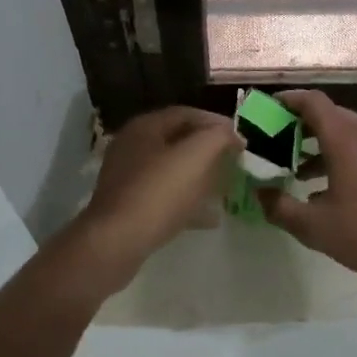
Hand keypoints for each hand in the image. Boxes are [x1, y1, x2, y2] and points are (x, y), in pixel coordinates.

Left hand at [77, 106, 241, 279]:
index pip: (187, 114)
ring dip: (200, 176)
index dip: (216, 123)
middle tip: (234, 161)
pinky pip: (165, 197)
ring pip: (172, 170)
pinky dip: (188, 202)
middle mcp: (132, 147)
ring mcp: (128, 178)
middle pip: (178, 140)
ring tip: (225, 187)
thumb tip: (230, 133)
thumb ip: (218, 137)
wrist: (116, 243)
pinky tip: (210, 218)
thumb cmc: (158, 193)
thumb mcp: (196, 156)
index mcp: (145, 127)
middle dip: (208, 149)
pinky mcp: (129, 206)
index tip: (241, 139)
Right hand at [258, 89, 356, 283]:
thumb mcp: (314, 226)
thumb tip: (260, 193)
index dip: (287, 100)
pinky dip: (338, 155)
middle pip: (328, 114)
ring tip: (294, 167)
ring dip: (319, 143)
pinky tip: (325, 189)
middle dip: (299, 124)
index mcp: (344, 137)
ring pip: (346, 133)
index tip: (266, 109)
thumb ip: (280, 207)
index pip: (312, 101)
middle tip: (274, 141)